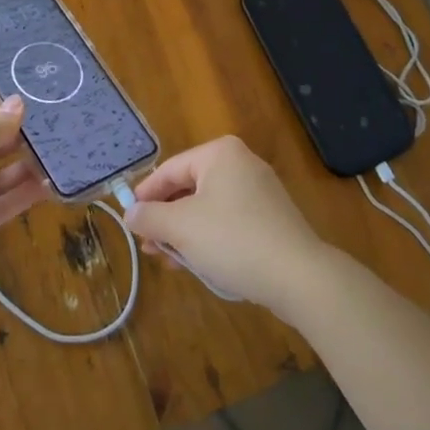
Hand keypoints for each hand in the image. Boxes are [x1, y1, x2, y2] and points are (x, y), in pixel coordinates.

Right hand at [122, 136, 331, 309]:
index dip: (146, 195)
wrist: (299, 276)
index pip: (170, 169)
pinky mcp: (271, 217)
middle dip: (166, 218)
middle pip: (189, 187)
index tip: (129, 220)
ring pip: (208, 207)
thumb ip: (150, 217)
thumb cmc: (233, 240)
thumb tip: (130, 213)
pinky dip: (210, 237)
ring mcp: (260, 190)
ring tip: (170, 261)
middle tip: (149, 246)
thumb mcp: (182, 227)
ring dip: (185, 232)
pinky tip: (199, 263)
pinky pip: (229, 220)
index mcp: (219, 153)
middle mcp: (241, 162)